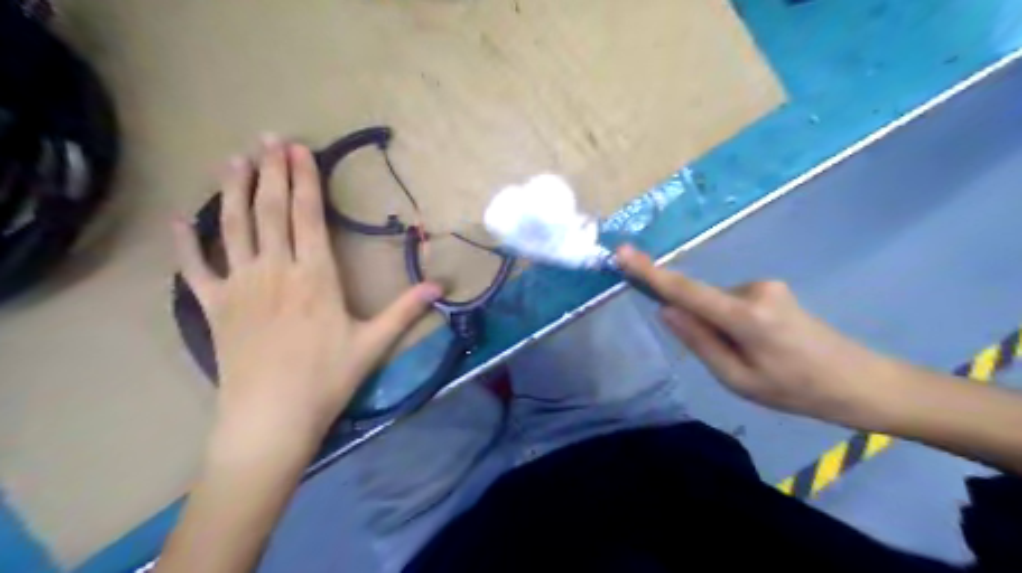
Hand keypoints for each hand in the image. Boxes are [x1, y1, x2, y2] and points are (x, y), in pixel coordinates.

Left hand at [173, 136, 442, 442]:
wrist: (271, 419)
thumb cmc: (327, 379)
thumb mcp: (373, 344)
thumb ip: (405, 310)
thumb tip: (441, 285)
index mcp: (314, 277)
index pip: (307, 217)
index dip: (304, 180)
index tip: (299, 150)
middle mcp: (274, 271)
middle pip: (270, 212)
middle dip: (270, 172)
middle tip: (267, 139)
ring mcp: (239, 287)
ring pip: (233, 228)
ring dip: (233, 191)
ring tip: (232, 160)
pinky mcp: (214, 308)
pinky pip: (194, 269)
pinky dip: (185, 243)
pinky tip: (179, 220)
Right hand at [619, 247, 896, 425]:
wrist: (861, 383)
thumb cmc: (798, 391)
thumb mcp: (739, 380)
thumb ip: (699, 342)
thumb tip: (667, 310)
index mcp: (745, 316)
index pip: (685, 290)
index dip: (650, 272)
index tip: (622, 253)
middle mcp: (753, 289)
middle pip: (701, 301)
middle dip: (700, 326)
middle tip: (732, 362)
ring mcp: (765, 286)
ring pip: (717, 305)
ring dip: (720, 329)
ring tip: (753, 359)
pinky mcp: (771, 289)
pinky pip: (732, 304)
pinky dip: (731, 324)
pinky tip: (761, 348)